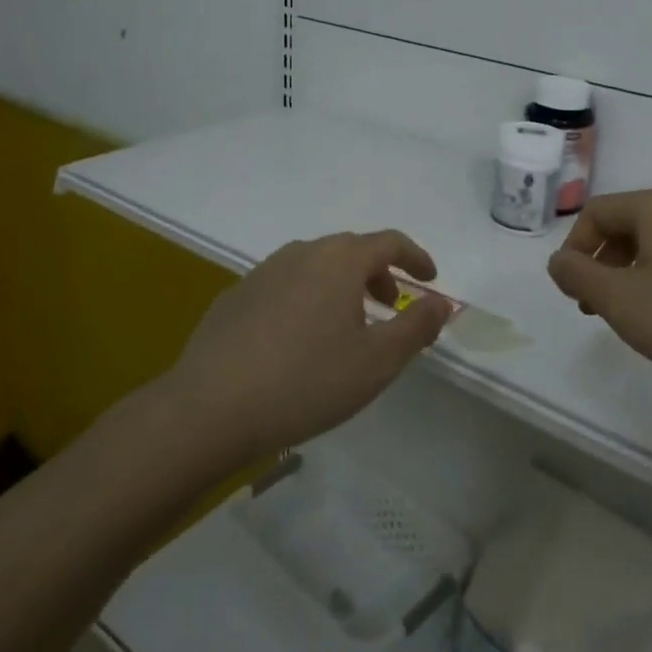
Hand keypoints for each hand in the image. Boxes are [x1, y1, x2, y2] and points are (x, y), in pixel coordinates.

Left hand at [164, 230, 452, 463]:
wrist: (209, 409)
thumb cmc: (306, 382)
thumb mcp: (376, 362)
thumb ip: (416, 327)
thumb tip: (441, 302)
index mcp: (339, 260)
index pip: (388, 242)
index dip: (415, 257)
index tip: (430, 279)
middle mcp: (302, 253)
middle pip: (351, 250)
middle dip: (378, 273)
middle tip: (390, 305)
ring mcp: (264, 271)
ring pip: (316, 266)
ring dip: (341, 286)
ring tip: (347, 325)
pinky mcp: (236, 296)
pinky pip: (285, 285)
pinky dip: (307, 299)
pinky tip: (298, 340)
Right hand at [546, 188, 651, 405]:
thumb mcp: (622, 302)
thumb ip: (579, 276)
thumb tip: (559, 261)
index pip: (595, 213)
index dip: (573, 250)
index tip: (573, 294)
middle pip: (626, 226)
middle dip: (601, 265)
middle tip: (596, 309)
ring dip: (630, 277)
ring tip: (632, 319)